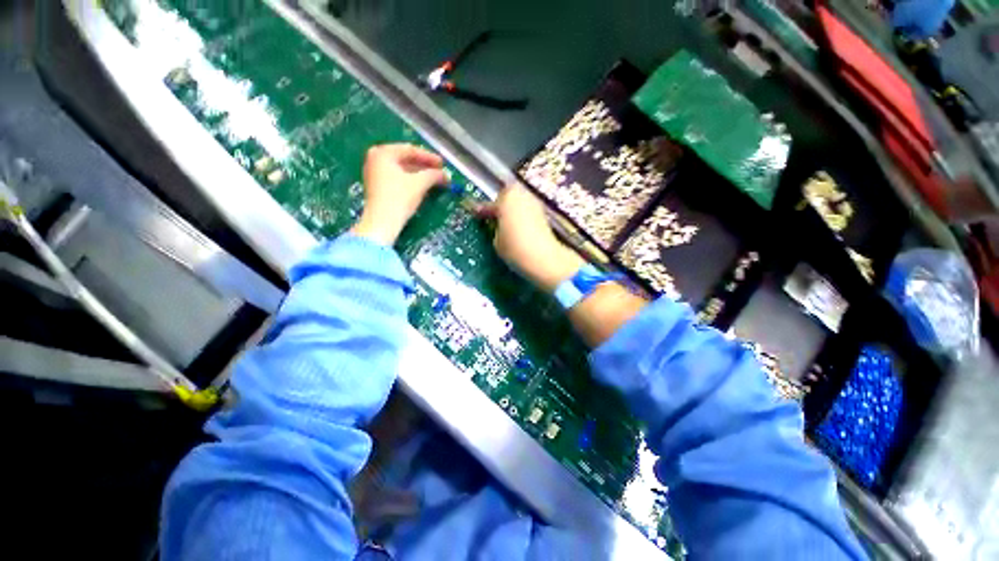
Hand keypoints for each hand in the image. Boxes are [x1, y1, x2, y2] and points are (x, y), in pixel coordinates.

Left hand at [351, 144, 447, 244]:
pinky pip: (397, 178)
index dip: (429, 157)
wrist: (381, 222)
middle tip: (439, 171)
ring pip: (401, 169)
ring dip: (419, 173)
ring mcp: (374, 173)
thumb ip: (433, 175)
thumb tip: (445, 175)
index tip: (443, 164)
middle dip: (424, 166)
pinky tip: (422, 186)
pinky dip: (410, 180)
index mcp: (383, 153)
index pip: (410, 150)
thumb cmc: (399, 198)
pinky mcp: (377, 187)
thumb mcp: (420, 184)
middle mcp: (375, 159)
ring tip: (434, 179)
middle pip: (405, 158)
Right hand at [477, 184, 584, 291]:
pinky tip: (519, 228)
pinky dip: (522, 216)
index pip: (490, 204)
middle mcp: (522, 195)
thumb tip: (499, 226)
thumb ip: (496, 228)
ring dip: (513, 210)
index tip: (476, 214)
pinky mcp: (544, 214)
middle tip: (494, 217)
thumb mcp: (497, 240)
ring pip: (520, 202)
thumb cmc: (514, 247)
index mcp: (506, 198)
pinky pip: (528, 211)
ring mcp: (535, 203)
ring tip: (507, 224)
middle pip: (508, 196)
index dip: (482, 211)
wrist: (544, 258)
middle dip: (501, 205)